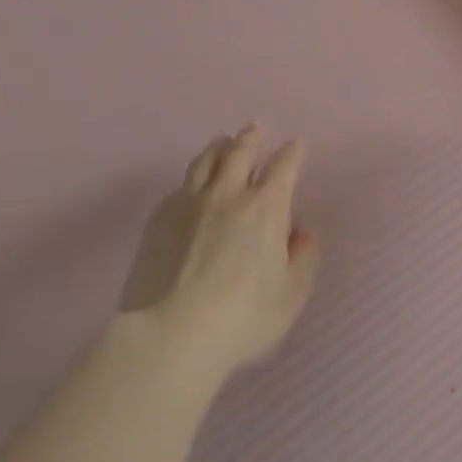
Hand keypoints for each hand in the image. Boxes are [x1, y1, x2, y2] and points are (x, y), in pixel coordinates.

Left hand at [122, 125, 322, 375]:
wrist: (171, 333)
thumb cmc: (243, 316)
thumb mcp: (291, 294)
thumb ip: (304, 258)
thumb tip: (302, 233)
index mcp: (267, 207)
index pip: (283, 166)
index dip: (292, 153)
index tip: (296, 144)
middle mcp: (228, 194)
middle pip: (239, 152)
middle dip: (251, 138)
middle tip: (254, 128)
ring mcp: (189, 203)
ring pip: (204, 162)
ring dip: (217, 148)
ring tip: (221, 142)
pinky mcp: (158, 219)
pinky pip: (179, 186)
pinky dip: (192, 178)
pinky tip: (191, 184)